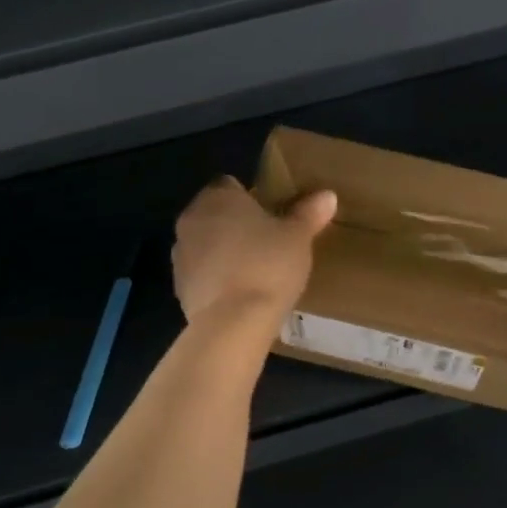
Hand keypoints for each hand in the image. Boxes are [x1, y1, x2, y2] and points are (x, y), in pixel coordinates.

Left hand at [172, 178, 336, 322]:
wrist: (233, 322)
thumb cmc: (268, 265)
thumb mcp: (298, 237)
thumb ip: (309, 213)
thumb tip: (327, 195)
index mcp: (218, 197)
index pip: (230, 185)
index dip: (251, 198)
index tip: (272, 215)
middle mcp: (192, 219)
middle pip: (215, 214)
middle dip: (236, 225)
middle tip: (268, 241)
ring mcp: (180, 255)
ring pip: (206, 244)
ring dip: (224, 252)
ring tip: (256, 270)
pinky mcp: (179, 287)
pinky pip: (202, 274)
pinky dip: (217, 279)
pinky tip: (241, 294)